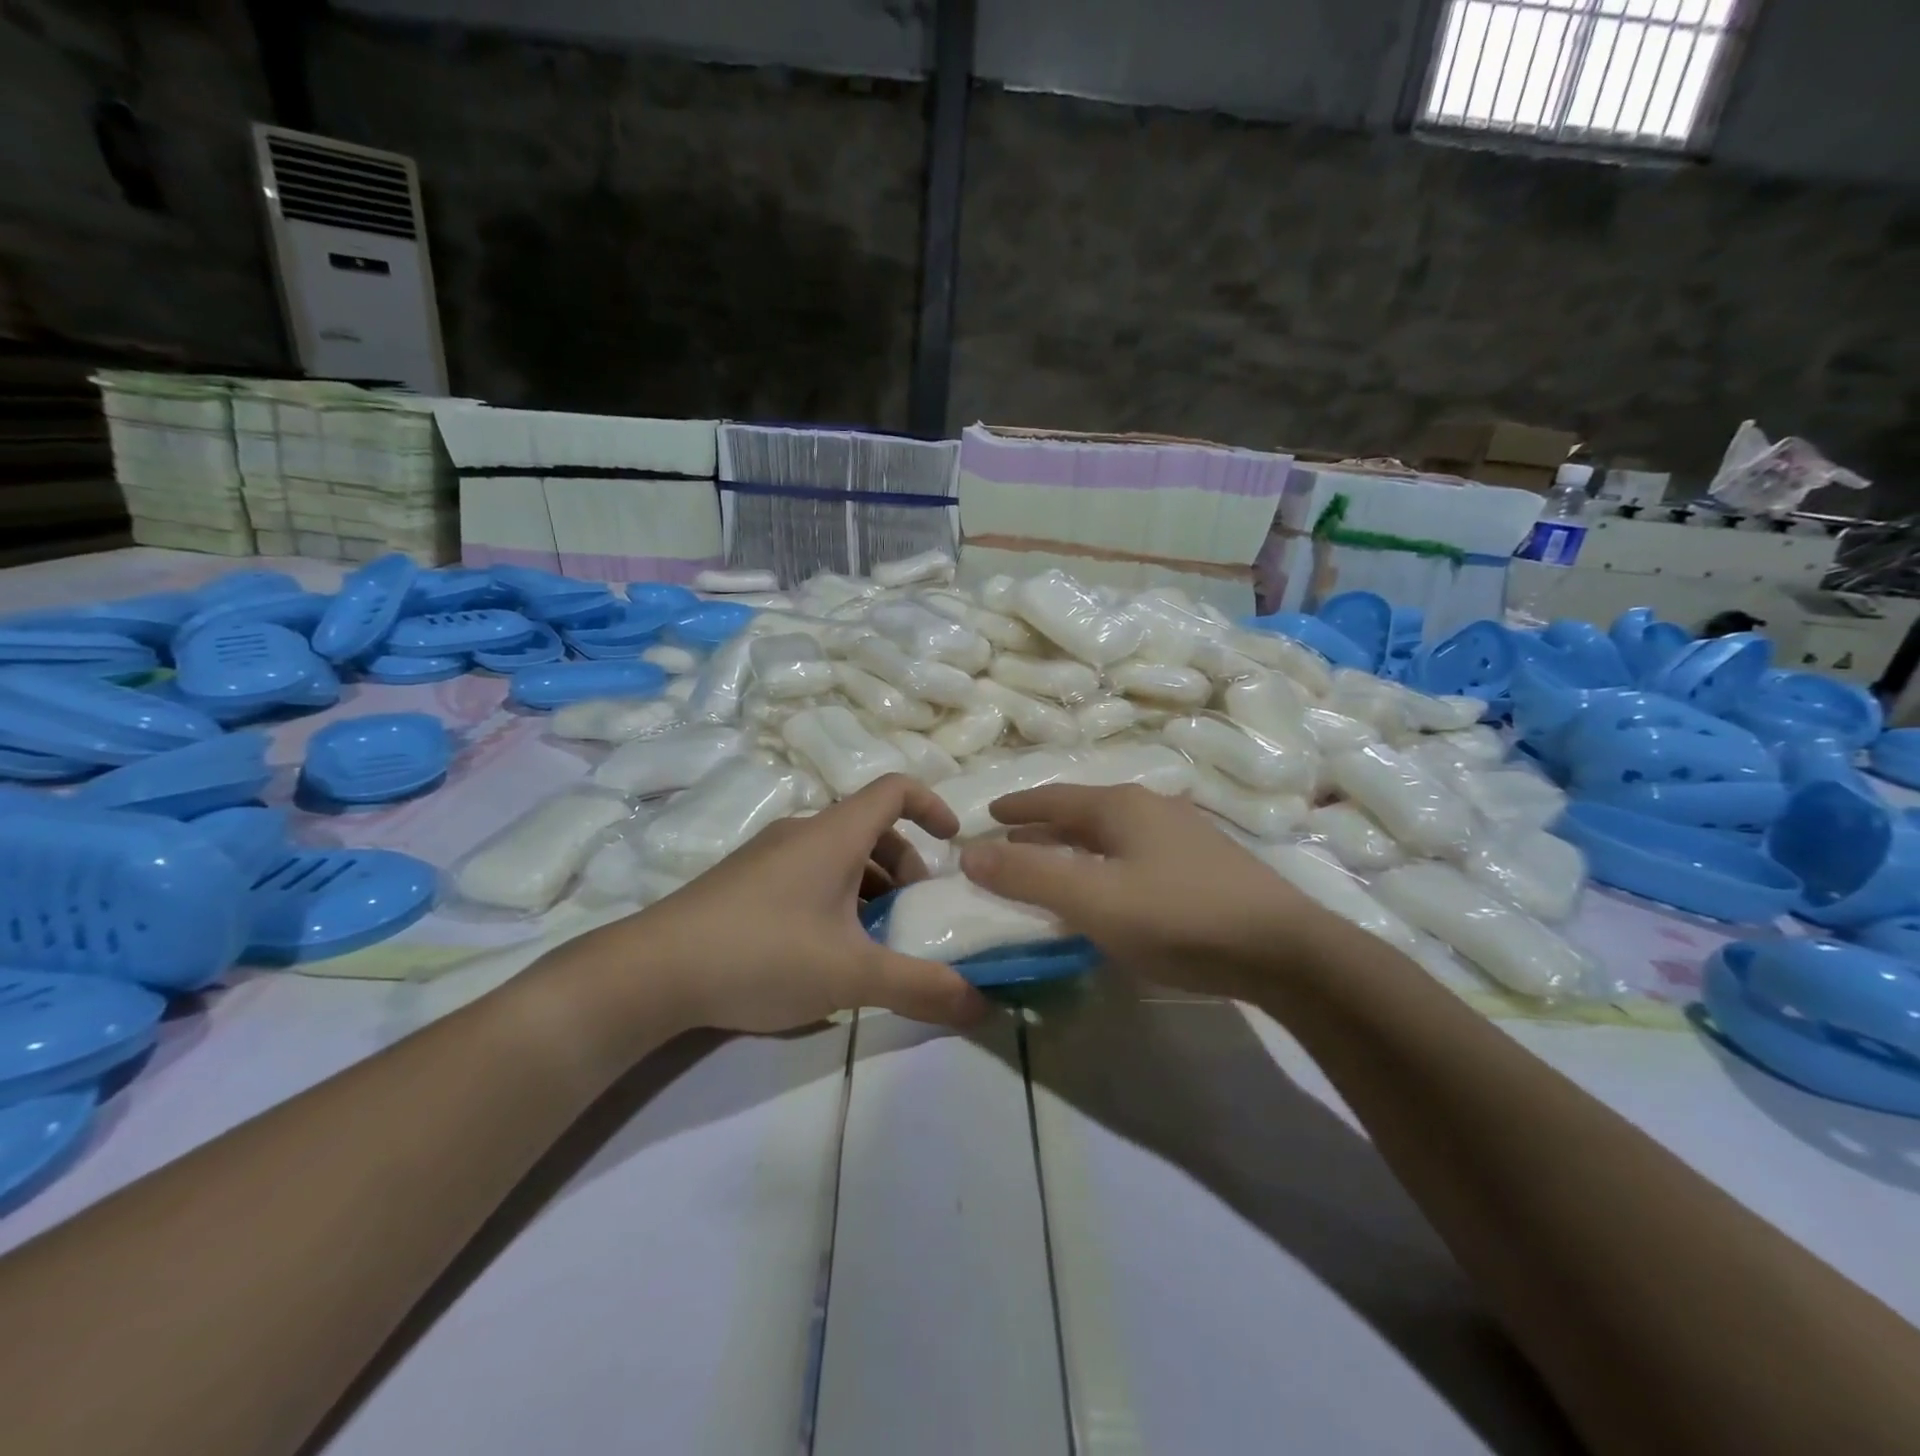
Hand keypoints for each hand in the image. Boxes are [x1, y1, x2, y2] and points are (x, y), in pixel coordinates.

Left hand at [578, 775, 990, 1033]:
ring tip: (874, 941)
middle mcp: (802, 833)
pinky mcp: (743, 882)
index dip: (932, 805)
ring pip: (837, 856)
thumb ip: (920, 987)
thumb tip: (982, 1004)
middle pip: (870, 829)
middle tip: (914, 915)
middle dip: (905, 866)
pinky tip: (825, 952)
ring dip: (869, 887)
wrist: (651, 971)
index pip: (895, 789)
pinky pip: (806, 874)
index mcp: (834, 835)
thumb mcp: (852, 976)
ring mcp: (767, 856)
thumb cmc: (763, 954)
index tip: (953, 843)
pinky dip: (835, 898)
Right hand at [960, 784, 1338, 998]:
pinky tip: (1111, 887)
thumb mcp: (1092, 898)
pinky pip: (1136, 853)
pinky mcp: (1206, 865)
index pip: (1054, 798)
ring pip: (1112, 834)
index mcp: (1121, 806)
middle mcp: (1152, 808)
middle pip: (1083, 812)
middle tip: (1010, 845)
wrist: (1284, 949)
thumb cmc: (1177, 916)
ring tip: (1053, 866)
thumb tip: (969, 853)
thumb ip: (1029, 876)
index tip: (988, 815)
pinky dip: (1106, 863)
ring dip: (1076, 846)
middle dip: (1044, 828)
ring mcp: (1184, 835)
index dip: (1018, 807)